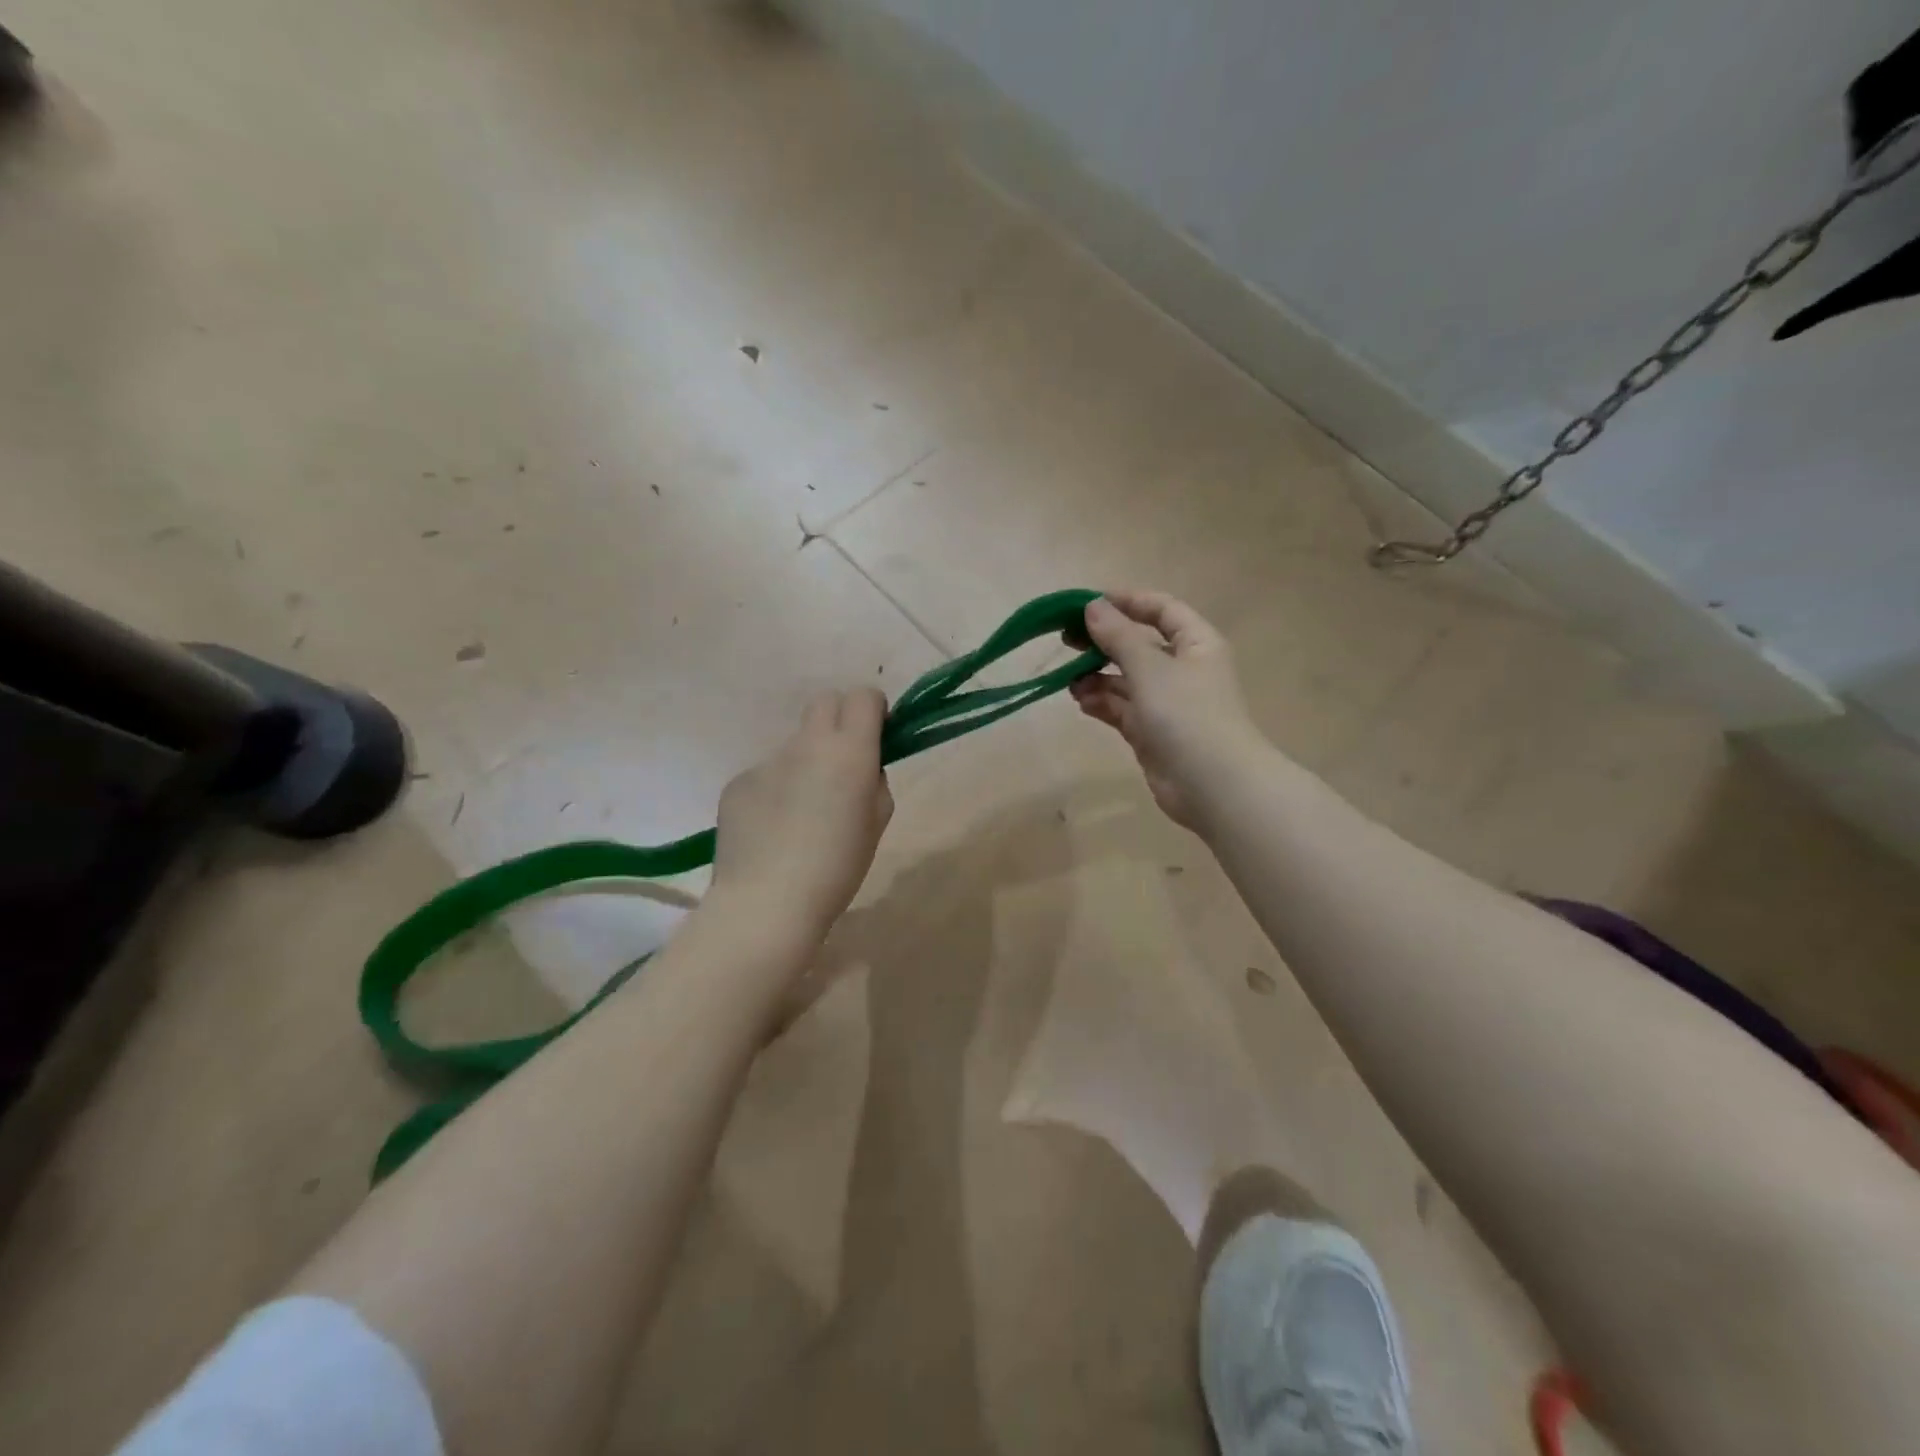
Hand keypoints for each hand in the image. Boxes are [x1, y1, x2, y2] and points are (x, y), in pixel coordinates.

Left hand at [710, 687, 894, 950]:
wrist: (766, 903)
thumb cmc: (837, 868)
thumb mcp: (877, 824)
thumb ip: (874, 783)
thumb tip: (861, 769)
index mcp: (848, 751)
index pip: (863, 696)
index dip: (873, 710)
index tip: (875, 735)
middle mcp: (806, 744)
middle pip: (824, 702)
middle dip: (839, 721)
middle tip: (842, 764)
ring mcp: (766, 761)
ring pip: (794, 746)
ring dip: (805, 765)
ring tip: (801, 816)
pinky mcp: (737, 782)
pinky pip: (766, 776)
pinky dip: (774, 793)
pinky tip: (772, 831)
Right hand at [1069, 591, 1266, 831]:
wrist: (1213, 785)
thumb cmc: (1187, 714)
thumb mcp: (1150, 668)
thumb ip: (1118, 636)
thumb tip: (1093, 606)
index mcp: (1196, 644)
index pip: (1162, 609)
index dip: (1127, 601)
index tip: (1087, 603)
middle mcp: (1183, 669)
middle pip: (1139, 644)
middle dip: (1103, 641)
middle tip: (1066, 640)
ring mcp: (1167, 703)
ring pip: (1126, 679)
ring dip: (1097, 676)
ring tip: (1070, 679)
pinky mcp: (1152, 732)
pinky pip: (1122, 708)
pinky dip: (1102, 703)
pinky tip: (1081, 702)